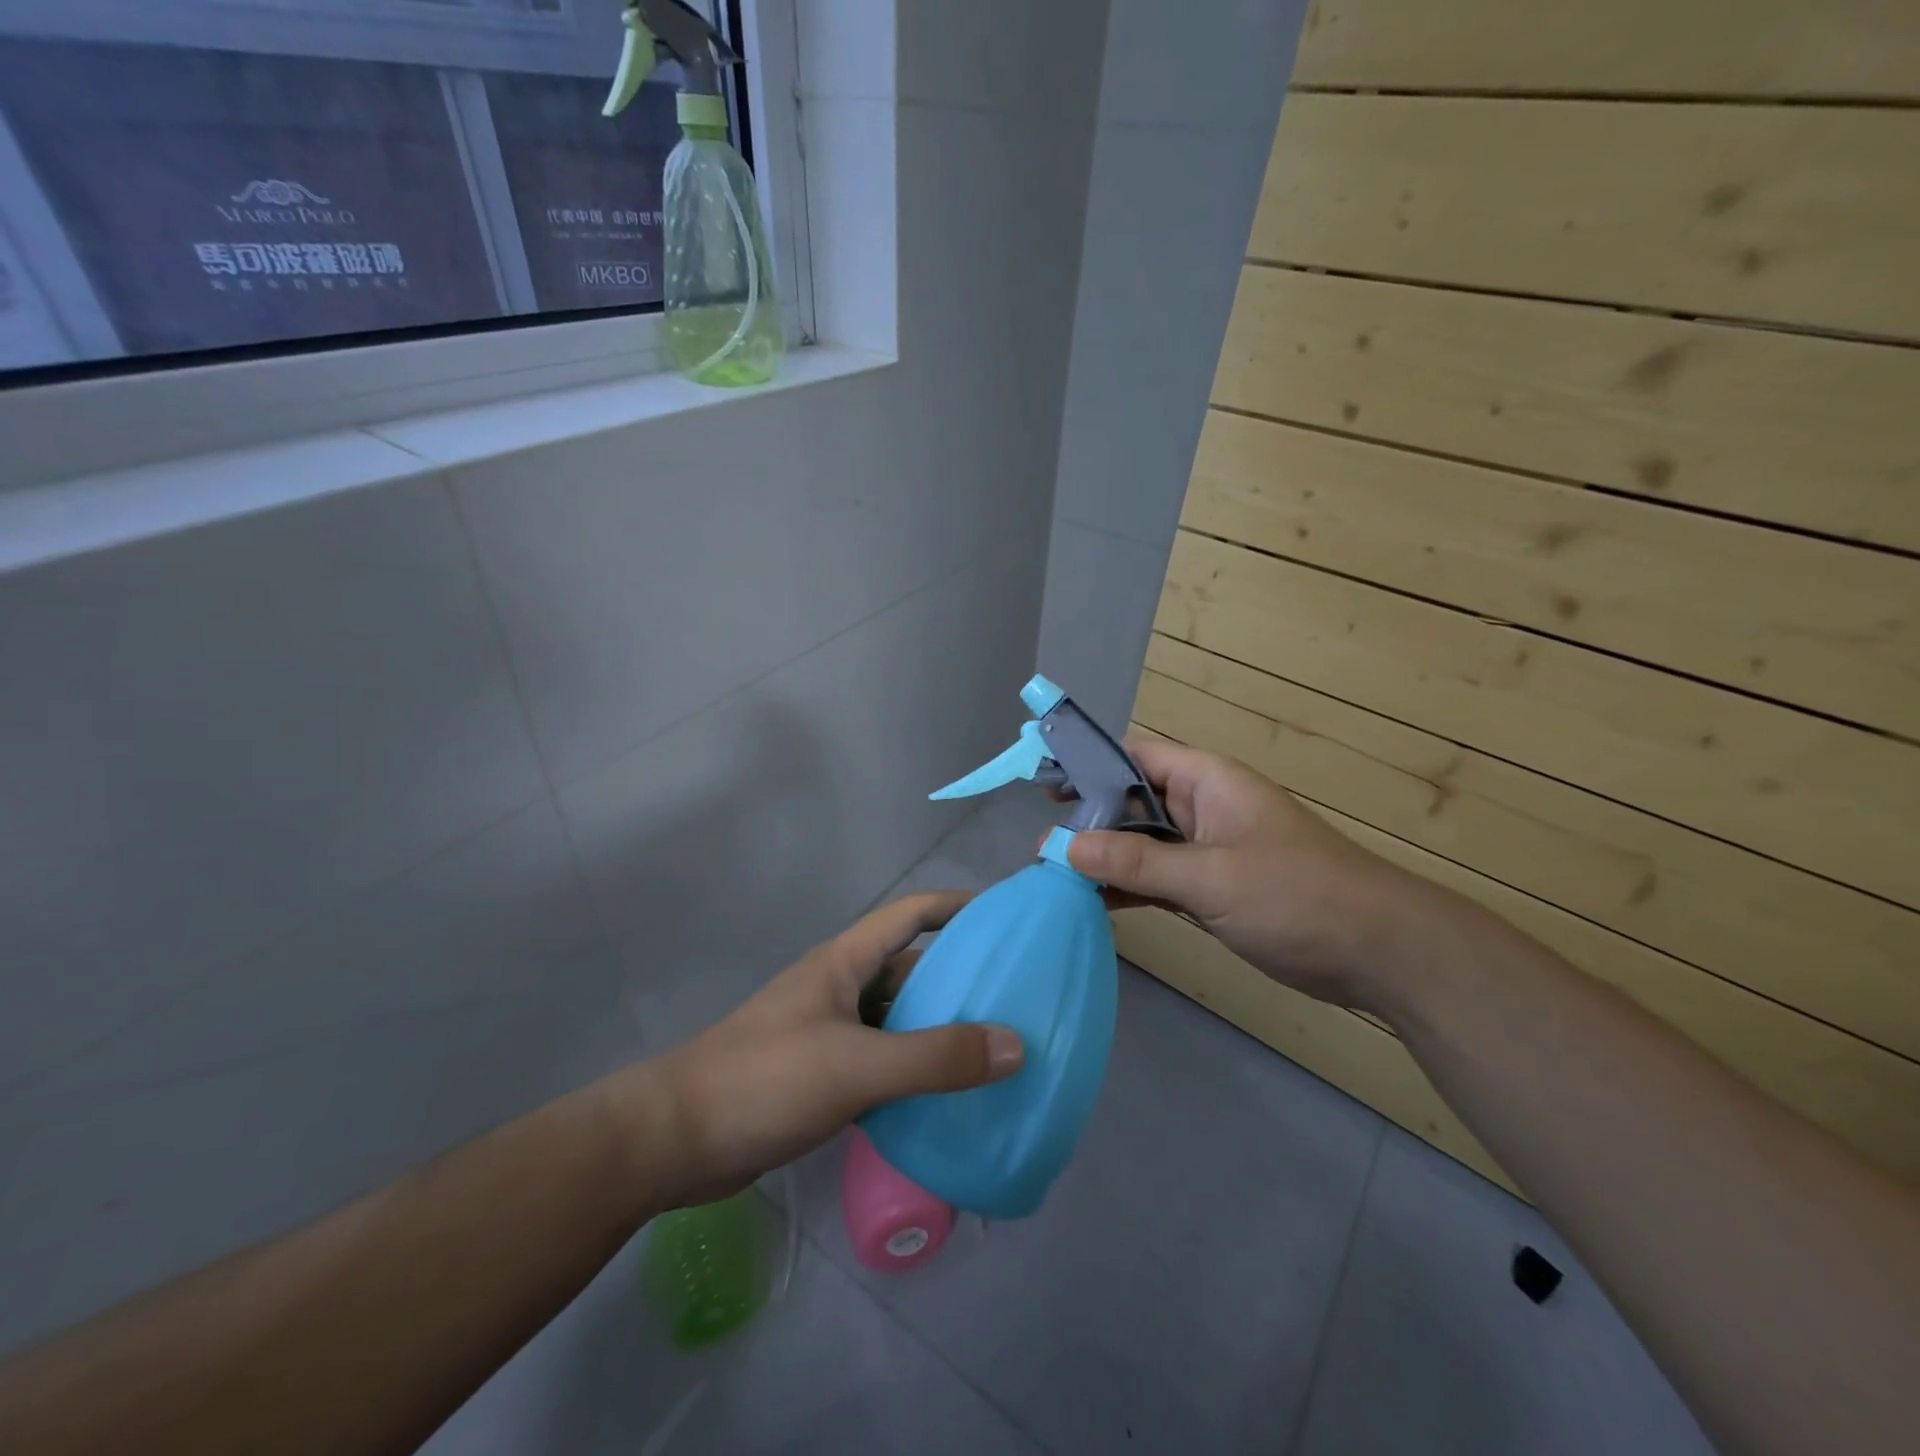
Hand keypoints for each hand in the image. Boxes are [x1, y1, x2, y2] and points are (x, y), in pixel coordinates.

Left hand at [634, 892, 1024, 1207]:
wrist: (675, 1140)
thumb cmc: (765, 1080)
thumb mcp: (856, 1065)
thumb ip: (935, 1057)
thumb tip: (1017, 1045)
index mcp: (845, 962)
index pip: (912, 914)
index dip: (957, 907)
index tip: (1006, 918)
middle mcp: (841, 988)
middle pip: (911, 969)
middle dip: (961, 978)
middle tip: (1018, 997)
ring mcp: (830, 1032)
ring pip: (899, 1020)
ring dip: (940, 1030)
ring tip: (996, 1049)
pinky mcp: (822, 1076)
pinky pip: (883, 1062)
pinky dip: (915, 1072)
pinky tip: (947, 1098)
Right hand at [1065, 735, 1418, 1009]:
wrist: (1379, 953)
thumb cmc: (1296, 896)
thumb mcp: (1210, 876)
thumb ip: (1136, 861)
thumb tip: (1061, 847)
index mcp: (1206, 780)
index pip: (1135, 755)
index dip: (1088, 764)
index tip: (1040, 785)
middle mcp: (1202, 806)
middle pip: (1132, 800)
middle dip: (1088, 820)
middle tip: (1041, 846)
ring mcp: (1207, 849)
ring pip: (1142, 842)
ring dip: (1105, 857)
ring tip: (1054, 875)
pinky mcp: (1213, 887)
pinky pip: (1157, 877)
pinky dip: (1128, 886)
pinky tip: (1093, 902)